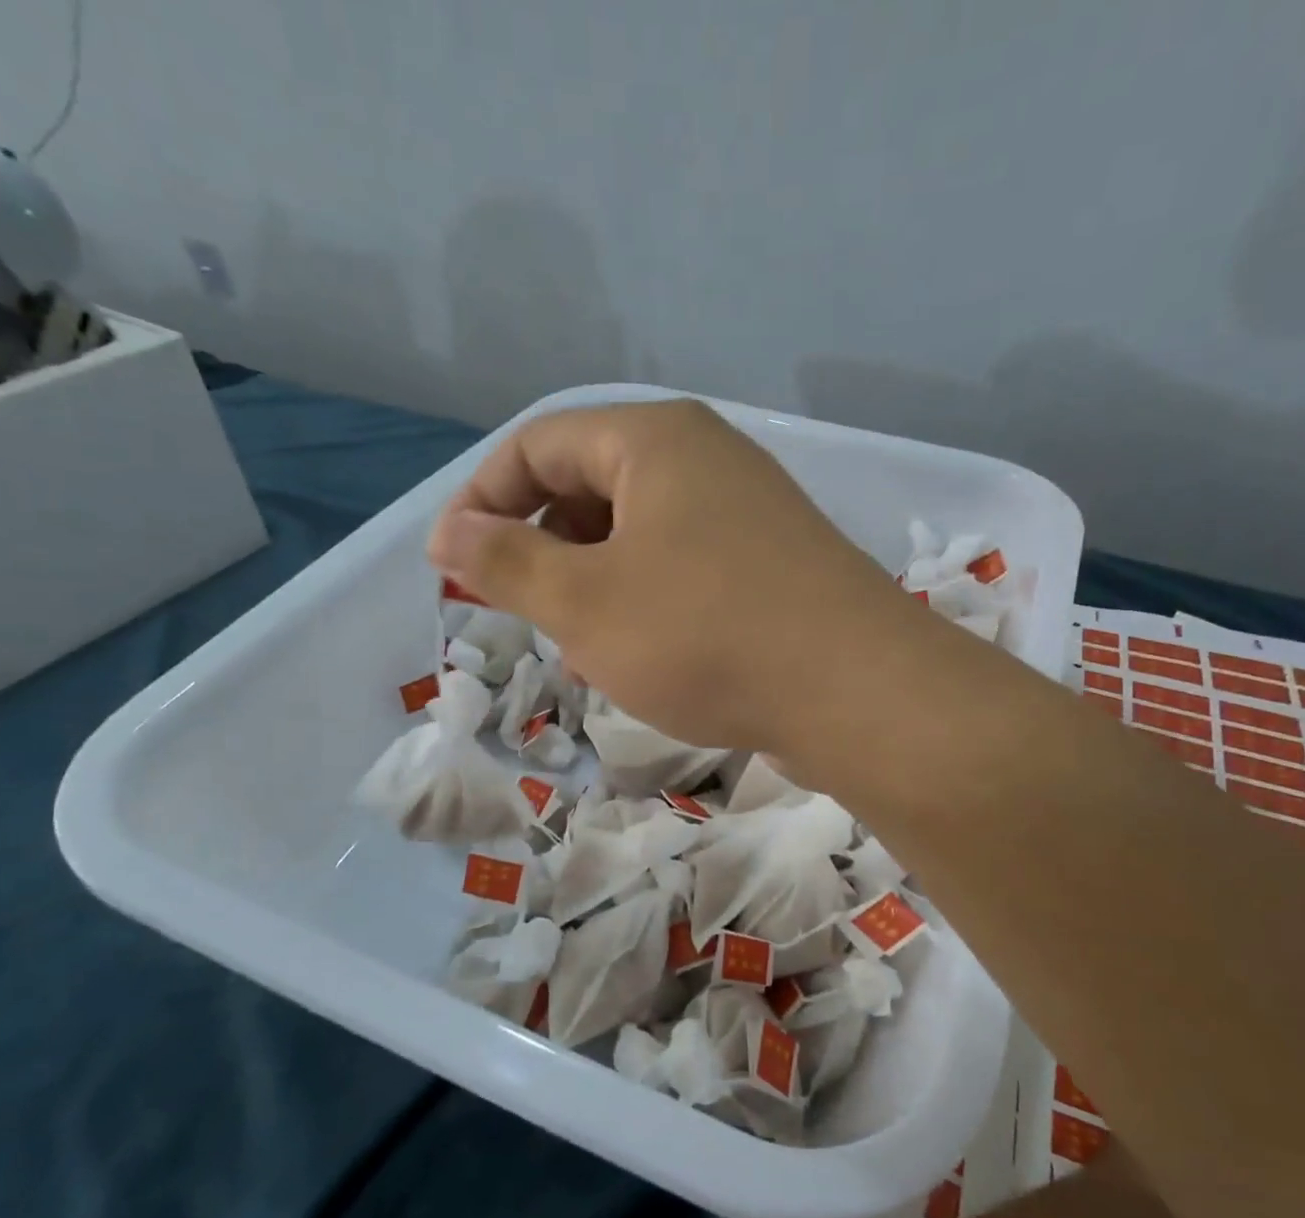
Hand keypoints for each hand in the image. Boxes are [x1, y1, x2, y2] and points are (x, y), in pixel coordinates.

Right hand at [428, 399, 917, 754]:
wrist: (855, 691)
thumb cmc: (704, 635)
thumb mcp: (585, 602)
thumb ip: (507, 562)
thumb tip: (449, 533)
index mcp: (654, 441)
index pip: (537, 444)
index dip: (483, 500)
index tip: (454, 565)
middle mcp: (706, 461)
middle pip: (591, 485)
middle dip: (544, 549)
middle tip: (525, 613)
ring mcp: (747, 514)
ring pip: (638, 537)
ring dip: (596, 586)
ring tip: (585, 648)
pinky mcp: (773, 567)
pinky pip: (684, 570)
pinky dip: (648, 605)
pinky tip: (647, 659)